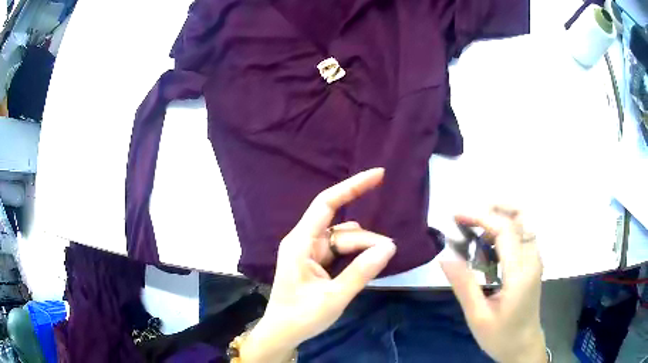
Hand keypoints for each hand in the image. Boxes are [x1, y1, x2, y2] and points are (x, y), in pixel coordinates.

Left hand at [241, 168, 395, 362]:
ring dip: (363, 248)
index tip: (378, 175)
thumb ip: (361, 271)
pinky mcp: (315, 264)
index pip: (327, 203)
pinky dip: (355, 256)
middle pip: (342, 230)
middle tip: (390, 252)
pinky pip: (339, 252)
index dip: (352, 186)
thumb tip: (389, 246)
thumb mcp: (334, 297)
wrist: (282, 334)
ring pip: (343, 241)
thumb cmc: (301, 317)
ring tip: (381, 259)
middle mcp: (304, 242)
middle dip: (366, 238)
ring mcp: (309, 253)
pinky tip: (368, 262)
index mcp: (301, 243)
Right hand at [440, 206, 546, 362]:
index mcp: (520, 274)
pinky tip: (487, 248)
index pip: (505, 230)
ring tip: (475, 232)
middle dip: (496, 208)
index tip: (457, 216)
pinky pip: (521, 235)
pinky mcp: (533, 263)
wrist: (523, 346)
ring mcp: (535, 260)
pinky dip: (504, 231)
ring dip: (499, 218)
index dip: (481, 216)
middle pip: (522, 216)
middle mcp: (532, 260)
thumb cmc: (501, 336)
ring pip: (523, 223)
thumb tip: (445, 257)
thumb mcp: (477, 316)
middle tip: (471, 217)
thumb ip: (464, 285)